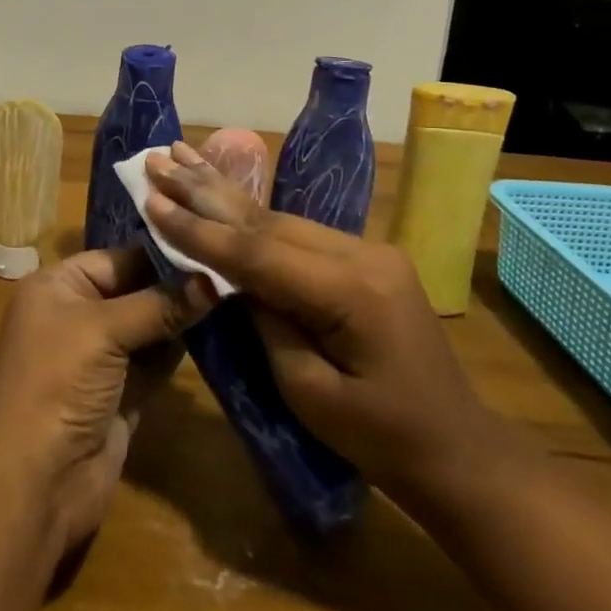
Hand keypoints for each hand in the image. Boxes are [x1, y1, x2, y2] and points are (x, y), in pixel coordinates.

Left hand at [0, 248, 213, 553]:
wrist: (33, 482)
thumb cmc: (57, 383)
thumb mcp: (103, 330)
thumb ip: (158, 304)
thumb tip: (213, 279)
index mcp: (57, 287)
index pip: (116, 258)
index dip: (160, 253)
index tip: (212, 245)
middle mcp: (76, 315)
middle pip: (134, 290)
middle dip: (176, 285)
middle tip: (231, 271)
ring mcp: (99, 358)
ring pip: (148, 326)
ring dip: (183, 317)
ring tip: (234, 296)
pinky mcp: (121, 394)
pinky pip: (155, 361)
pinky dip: (180, 350)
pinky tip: (217, 333)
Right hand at [143, 142, 502, 509]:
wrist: (459, 452)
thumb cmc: (383, 440)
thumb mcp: (309, 392)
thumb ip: (267, 323)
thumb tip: (231, 278)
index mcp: (352, 290)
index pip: (257, 252)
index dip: (199, 229)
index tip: (151, 201)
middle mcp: (363, 253)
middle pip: (266, 220)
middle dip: (205, 191)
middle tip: (157, 159)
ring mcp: (368, 250)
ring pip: (280, 218)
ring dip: (224, 194)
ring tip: (179, 158)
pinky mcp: (365, 258)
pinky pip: (297, 233)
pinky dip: (251, 217)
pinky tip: (221, 191)